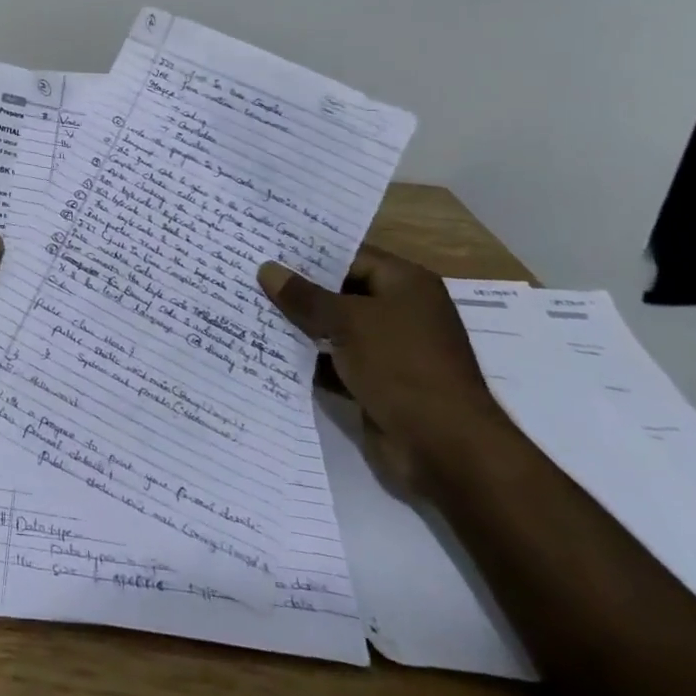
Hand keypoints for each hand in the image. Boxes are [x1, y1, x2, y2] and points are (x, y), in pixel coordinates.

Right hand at [257, 244, 515, 494]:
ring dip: (299, 325)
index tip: (267, 245)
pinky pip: (334, 362)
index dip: (309, 251)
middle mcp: (400, 311)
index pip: (351, 255)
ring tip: (249, 306)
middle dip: (298, 287)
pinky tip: (268, 350)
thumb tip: (267, 269)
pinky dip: (309, 359)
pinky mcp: (376, 384)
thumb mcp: (349, 322)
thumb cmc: (402, 366)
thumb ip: (305, 296)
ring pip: (335, 328)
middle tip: (249, 272)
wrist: (446, 449)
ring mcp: (389, 350)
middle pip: (341, 291)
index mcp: (406, 284)